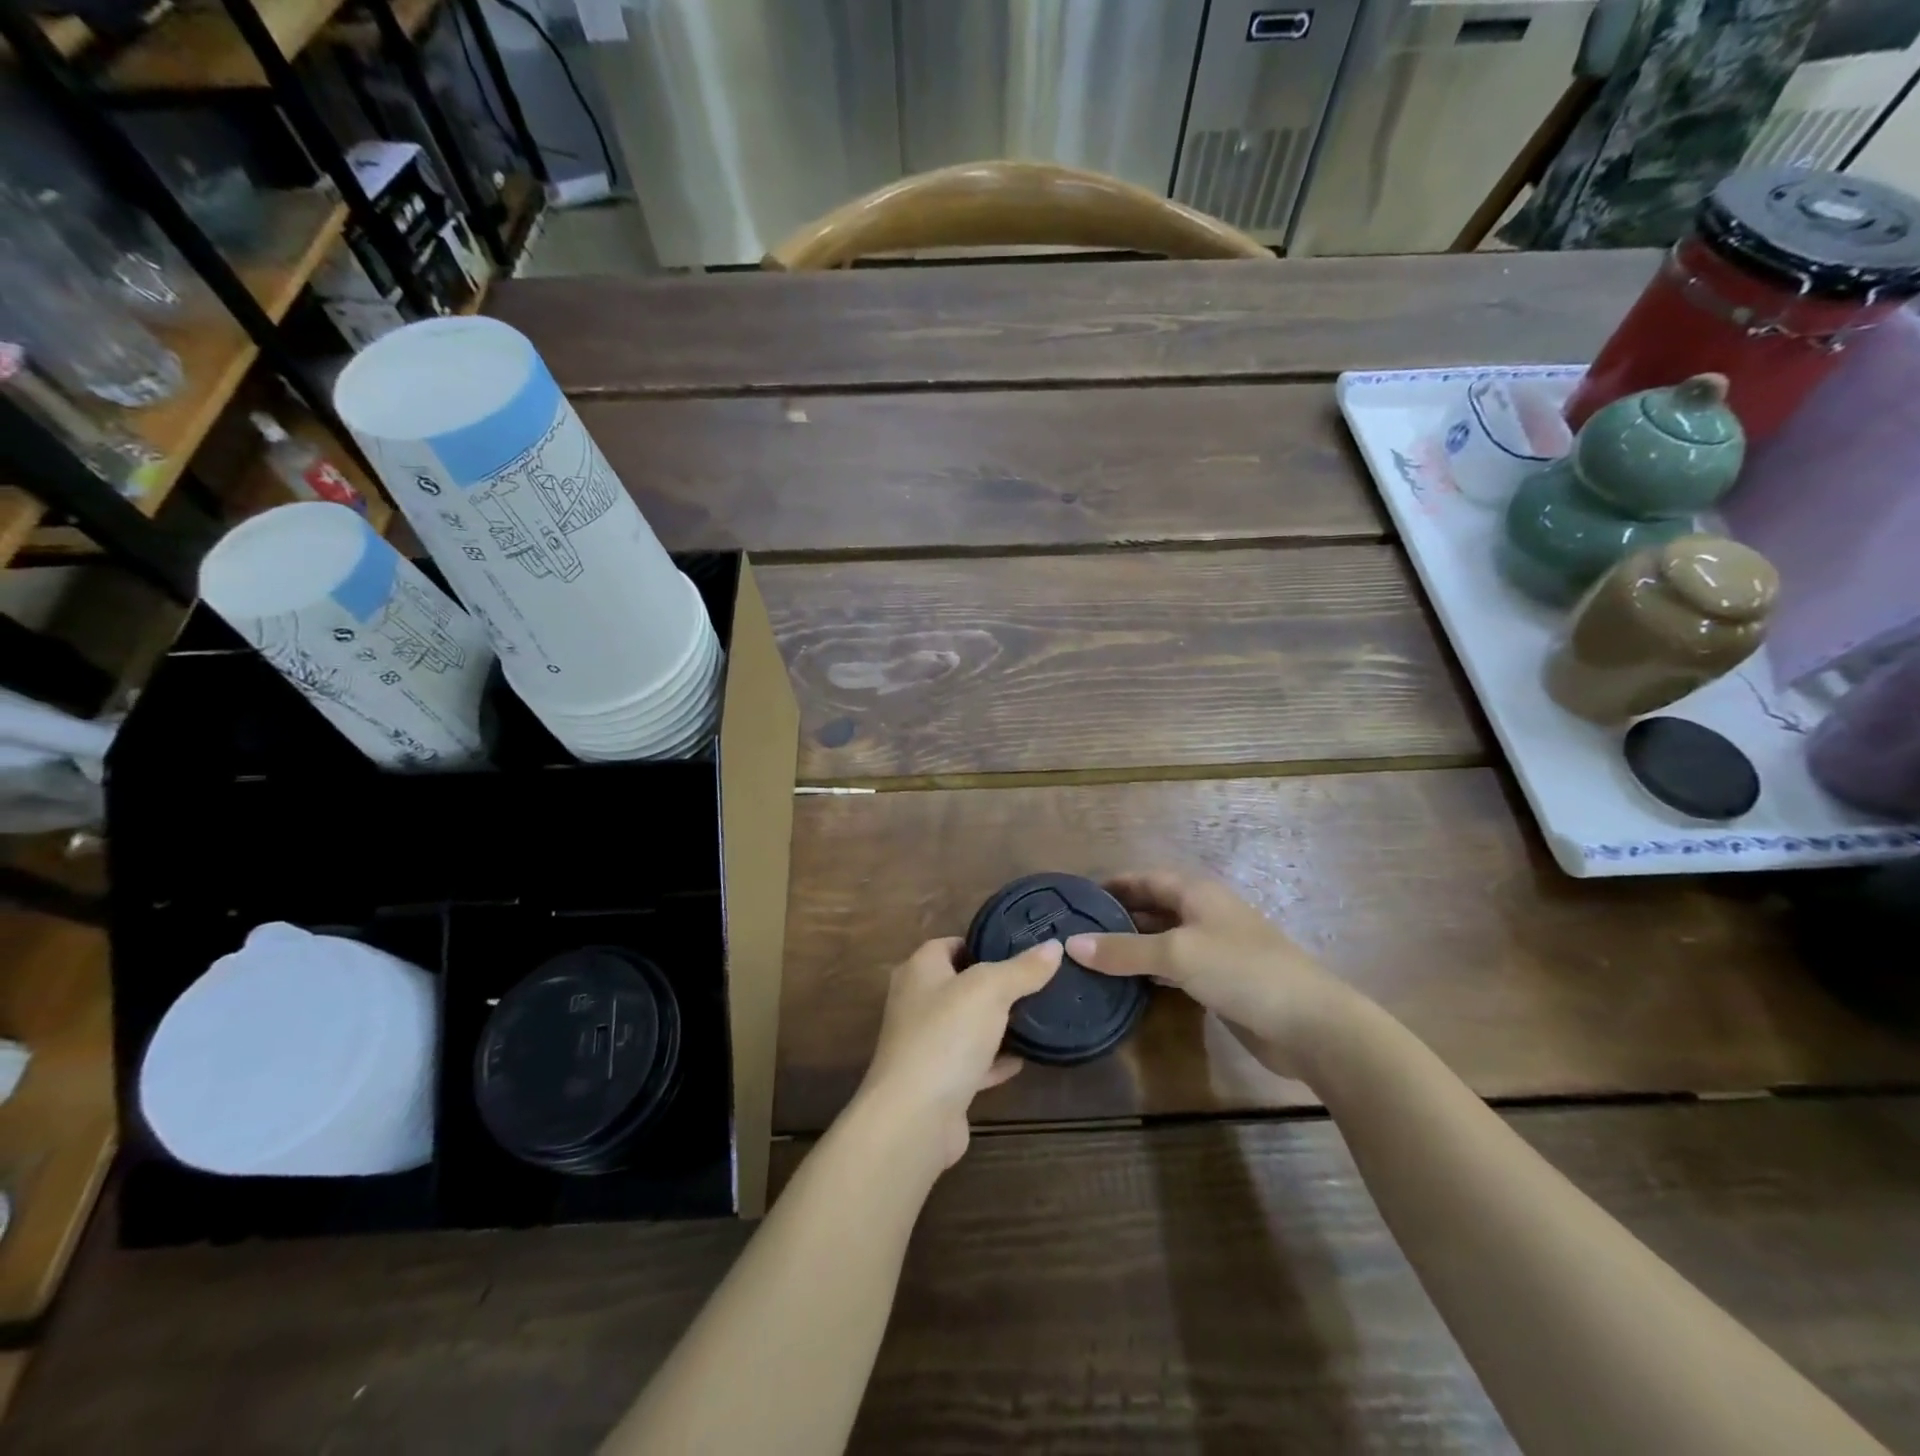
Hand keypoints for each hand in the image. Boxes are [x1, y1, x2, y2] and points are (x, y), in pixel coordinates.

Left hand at [855, 936, 1061, 1169]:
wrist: (915, 1118)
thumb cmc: (946, 1036)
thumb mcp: (990, 990)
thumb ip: (1022, 969)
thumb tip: (1054, 946)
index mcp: (920, 970)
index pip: (952, 944)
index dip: (984, 943)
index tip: (1022, 947)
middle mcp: (917, 1002)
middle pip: (961, 984)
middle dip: (996, 985)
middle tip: (1038, 982)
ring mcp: (925, 1044)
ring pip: (968, 1025)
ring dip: (997, 1024)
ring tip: (1038, 1016)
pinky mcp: (938, 1082)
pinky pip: (972, 1062)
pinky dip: (995, 1061)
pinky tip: (1024, 1060)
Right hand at [1065, 870, 1361, 1079]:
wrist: (1310, 1023)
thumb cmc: (1241, 970)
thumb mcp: (1176, 954)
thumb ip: (1123, 950)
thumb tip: (1071, 944)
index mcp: (1196, 892)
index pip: (1145, 879)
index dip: (1113, 884)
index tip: (1077, 898)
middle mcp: (1204, 913)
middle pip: (1153, 906)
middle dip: (1118, 916)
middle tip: (1076, 932)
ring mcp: (1215, 948)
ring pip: (1163, 938)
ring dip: (1132, 945)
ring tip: (1092, 956)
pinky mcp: (1220, 980)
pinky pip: (1175, 967)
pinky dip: (1151, 970)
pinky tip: (1127, 983)